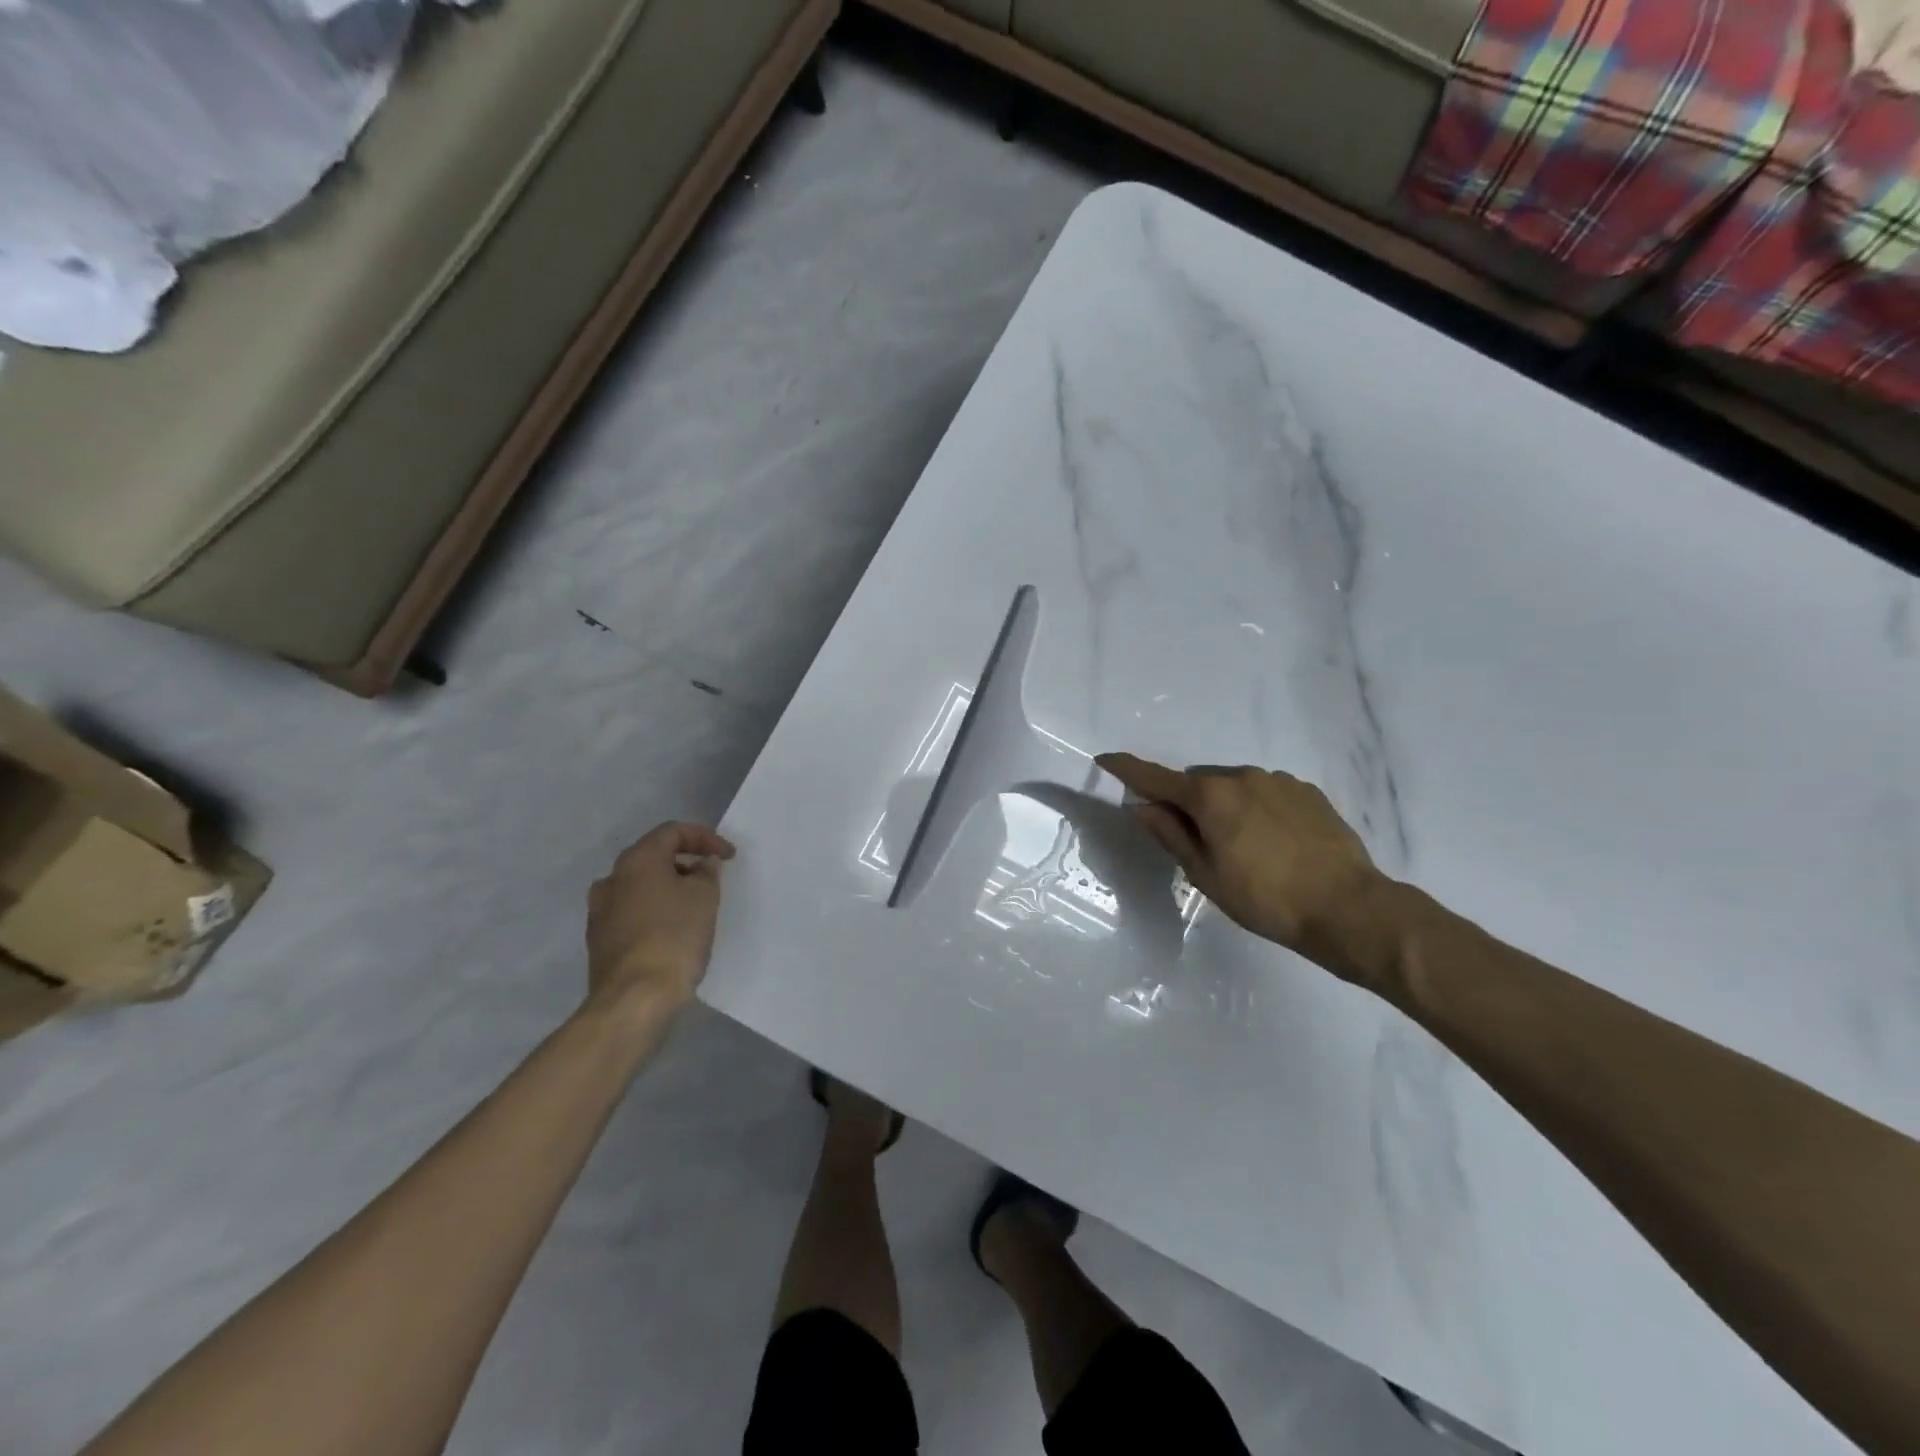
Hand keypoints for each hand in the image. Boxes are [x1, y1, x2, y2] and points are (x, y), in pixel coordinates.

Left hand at [585, 822, 736, 1022]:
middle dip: (685, 862)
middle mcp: (612, 879)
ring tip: (694, 905)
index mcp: (636, 860)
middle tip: (711, 877)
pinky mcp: (600, 940)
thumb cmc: (674, 937)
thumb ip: (706, 873)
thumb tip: (702, 865)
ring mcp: (600, 911)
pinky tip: (673, 930)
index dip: (705, 838)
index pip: (672, 832)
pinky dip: (655, 911)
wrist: (634, 998)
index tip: (729, 856)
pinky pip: (632, 912)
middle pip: (653, 857)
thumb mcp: (704, 897)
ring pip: (640, 886)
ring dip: (668, 888)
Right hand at [1096, 754, 1384, 968]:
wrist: (1348, 907)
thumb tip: (1140, 807)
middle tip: (1195, 842)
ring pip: (1234, 786)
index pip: (1155, 778)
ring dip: (1224, 806)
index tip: (1105, 760)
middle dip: (1187, 802)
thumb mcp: (1205, 874)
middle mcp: (1242, 776)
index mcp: (1210, 796)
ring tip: (1242, 847)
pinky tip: (1273, 842)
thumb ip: (1170, 834)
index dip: (1127, 769)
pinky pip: (1266, 792)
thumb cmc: (1265, 898)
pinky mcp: (1307, 791)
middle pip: (1197, 783)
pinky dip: (1256, 808)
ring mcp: (1278, 780)